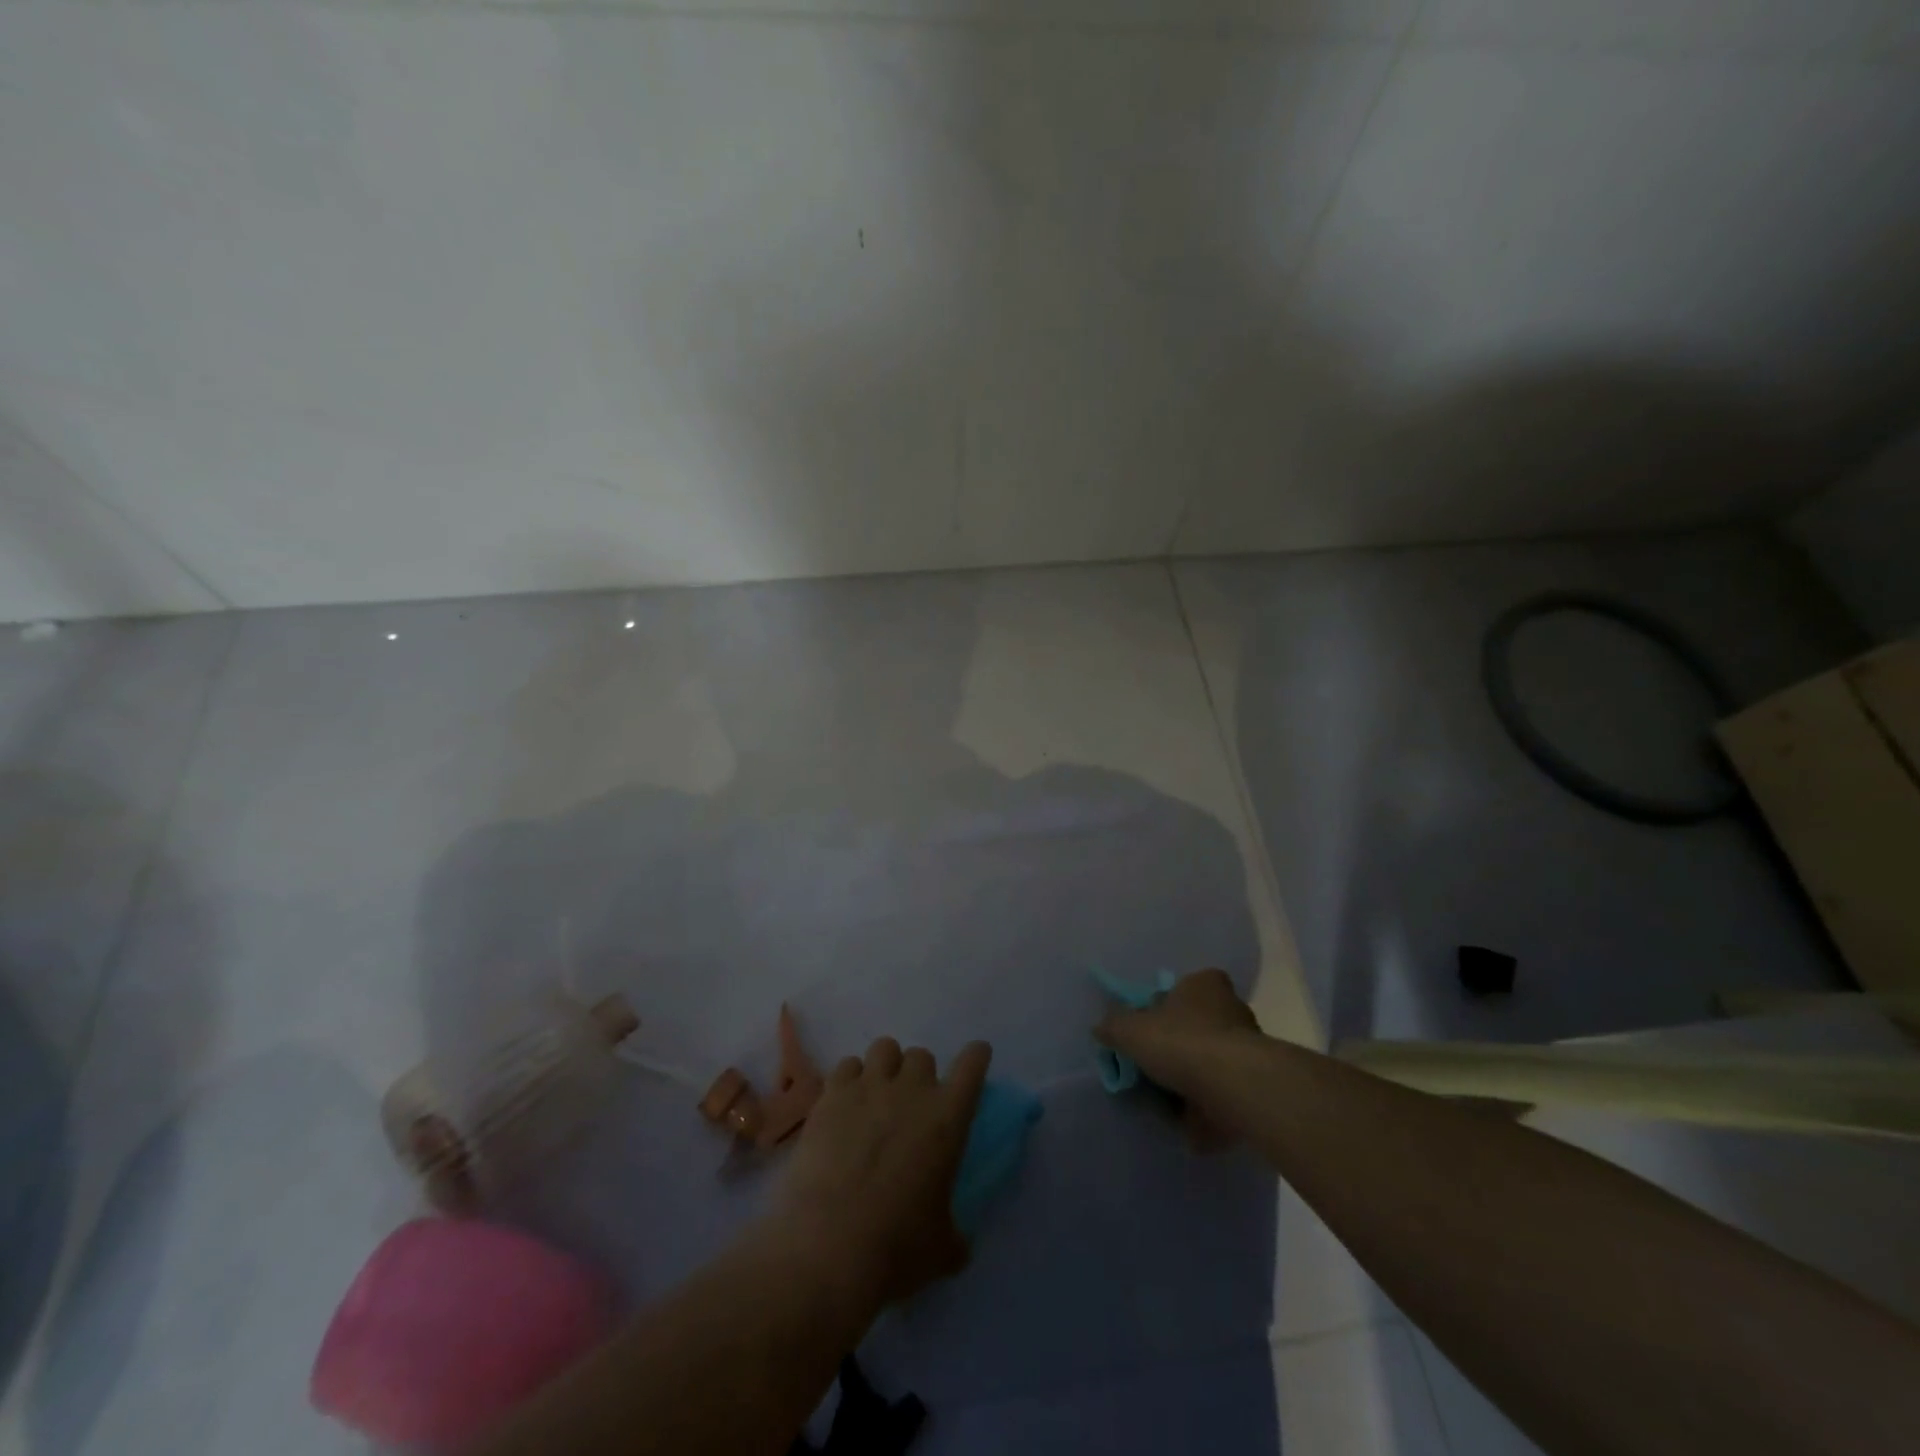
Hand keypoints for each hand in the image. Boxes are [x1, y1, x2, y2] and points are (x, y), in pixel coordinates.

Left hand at [772, 1037, 991, 1308]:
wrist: (827, 1248)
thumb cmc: (896, 1249)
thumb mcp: (942, 1250)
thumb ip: (954, 1234)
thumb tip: (957, 1241)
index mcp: (948, 1119)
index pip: (972, 1065)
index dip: (976, 1057)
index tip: (976, 1057)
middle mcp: (912, 1091)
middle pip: (922, 1055)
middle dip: (920, 1076)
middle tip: (911, 1106)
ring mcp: (868, 1088)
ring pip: (884, 1048)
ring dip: (886, 1068)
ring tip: (876, 1098)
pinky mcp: (831, 1096)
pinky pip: (846, 1066)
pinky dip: (850, 1080)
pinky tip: (844, 1106)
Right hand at [1095, 969, 1259, 1149]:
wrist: (1233, 1087)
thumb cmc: (1181, 1042)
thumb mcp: (1131, 1029)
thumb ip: (1114, 1026)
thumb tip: (1101, 1027)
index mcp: (1205, 985)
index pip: (1188, 986)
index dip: (1168, 1005)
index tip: (1151, 1027)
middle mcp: (1232, 1009)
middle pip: (1199, 1026)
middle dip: (1180, 1046)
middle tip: (1154, 1067)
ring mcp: (1249, 1049)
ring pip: (1212, 1063)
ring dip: (1194, 1081)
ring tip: (1167, 1103)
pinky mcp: (1255, 1085)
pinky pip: (1224, 1096)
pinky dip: (1208, 1111)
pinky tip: (1187, 1125)